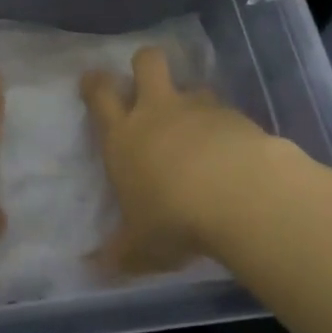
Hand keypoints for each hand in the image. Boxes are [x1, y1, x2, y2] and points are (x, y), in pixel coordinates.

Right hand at [82, 46, 283, 274]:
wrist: (239, 196)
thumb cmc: (173, 218)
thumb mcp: (140, 247)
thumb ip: (119, 253)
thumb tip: (93, 269)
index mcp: (124, 135)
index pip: (100, 94)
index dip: (95, 83)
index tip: (93, 81)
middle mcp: (159, 111)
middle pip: (147, 62)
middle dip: (145, 65)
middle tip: (149, 83)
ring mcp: (200, 109)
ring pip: (193, 85)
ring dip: (193, 101)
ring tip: (201, 129)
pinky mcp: (239, 118)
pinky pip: (228, 113)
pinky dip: (229, 129)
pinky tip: (236, 155)